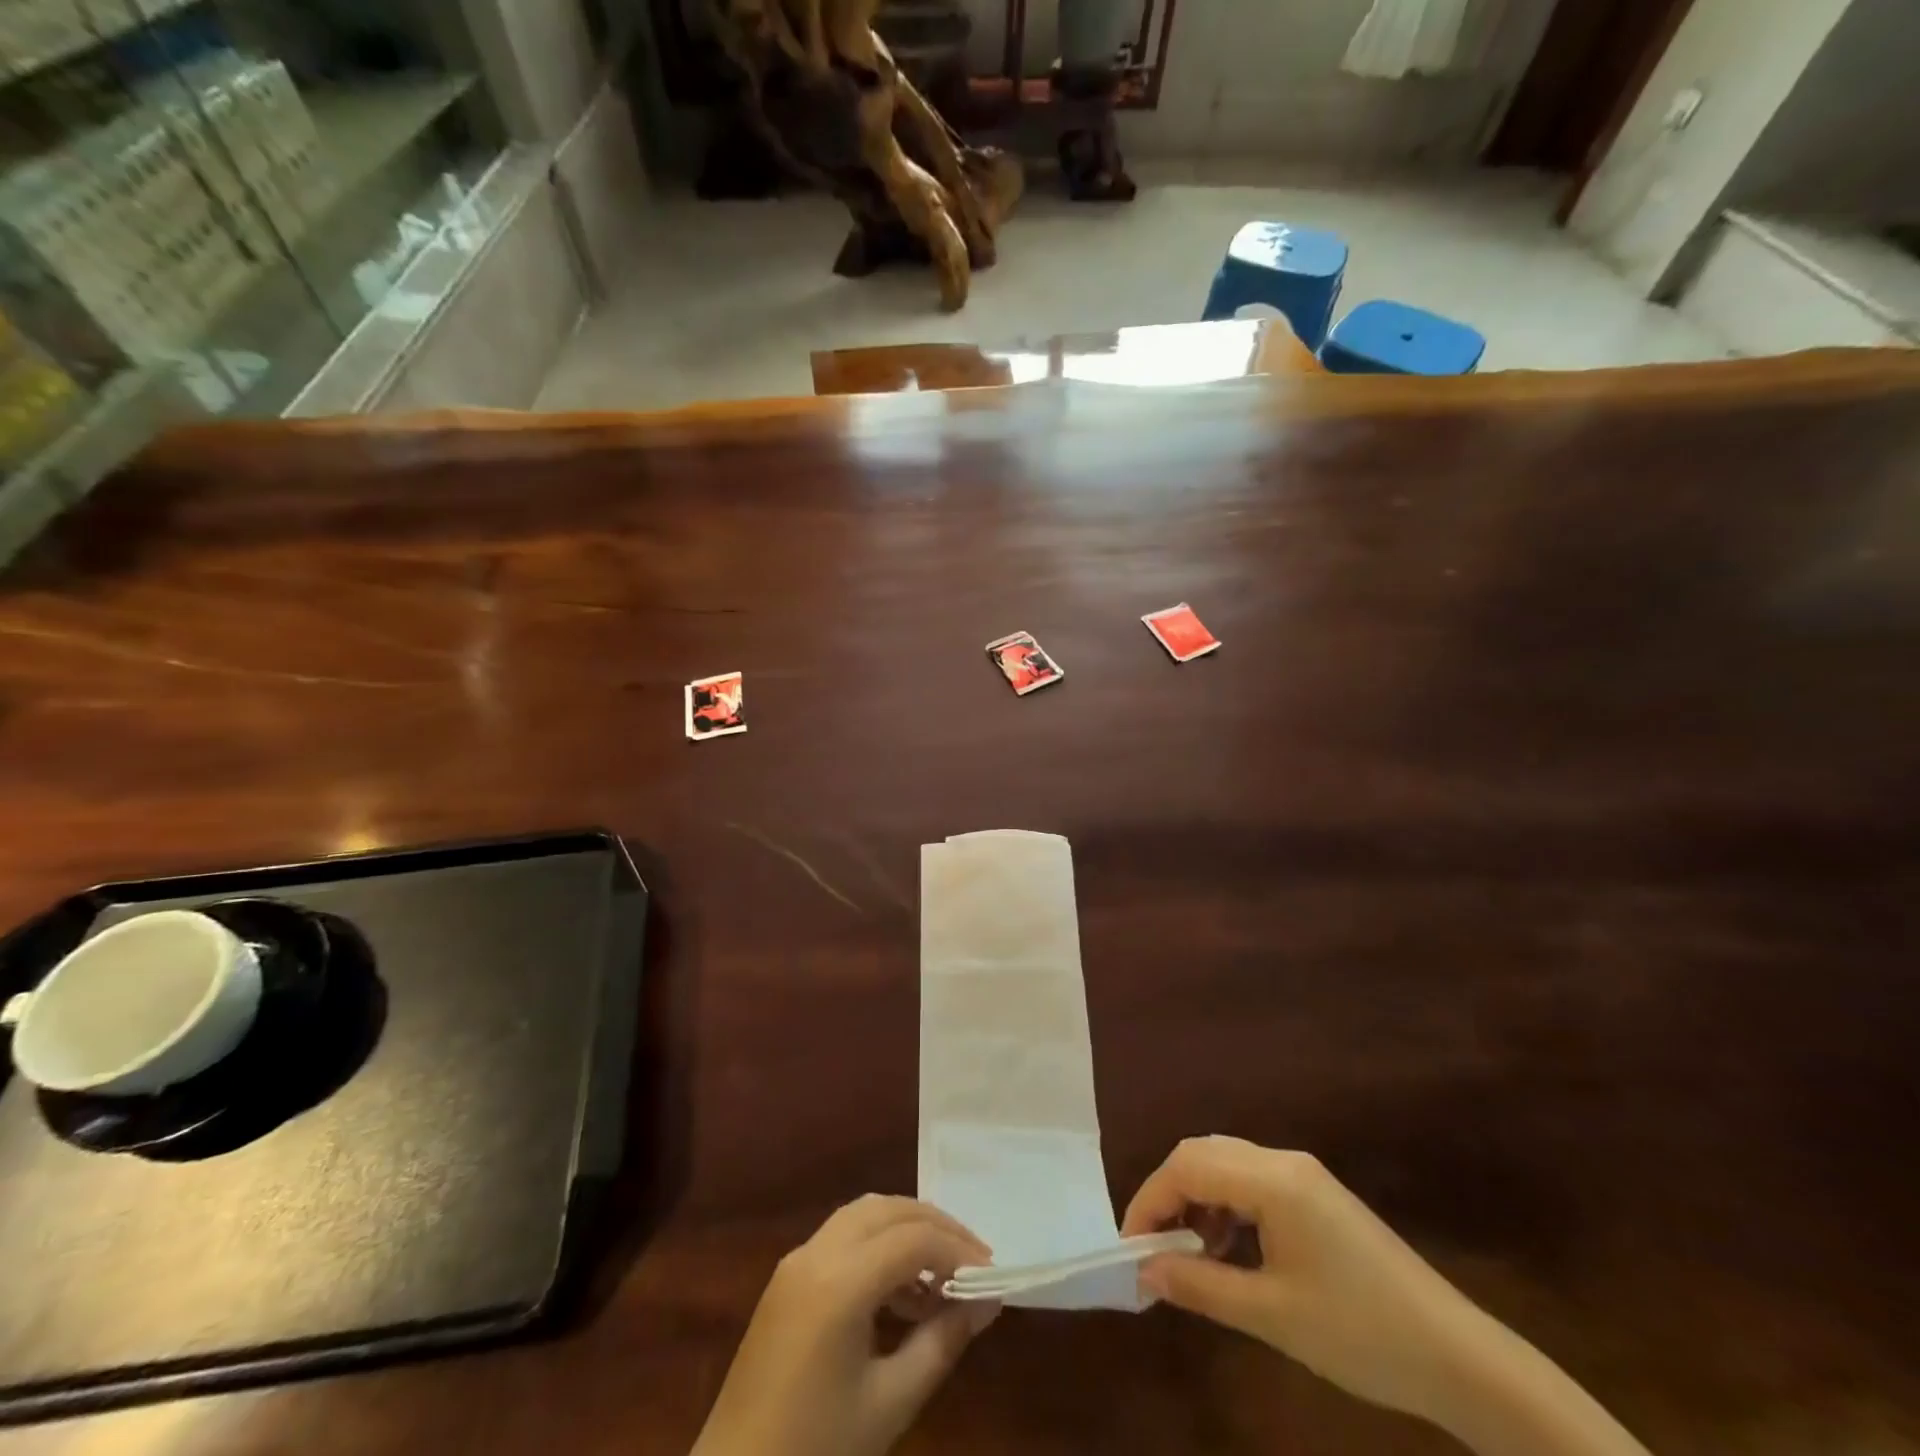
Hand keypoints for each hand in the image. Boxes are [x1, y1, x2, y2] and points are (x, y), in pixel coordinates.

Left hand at [691, 1196, 999, 1455]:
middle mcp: (816, 1253)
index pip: (913, 1239)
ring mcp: (796, 1262)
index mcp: (839, 1281)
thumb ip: (942, 1343)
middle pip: (888, 1210)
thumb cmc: (815, 1451)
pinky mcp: (787, 1279)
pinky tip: (901, 1293)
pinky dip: (878, 1247)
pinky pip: (843, 1238)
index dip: (958, 1250)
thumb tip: (986, 1303)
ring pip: (864, 1216)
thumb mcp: (890, 1403)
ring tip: (942, 1278)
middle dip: (935, 1227)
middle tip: (973, 1260)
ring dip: (906, 1231)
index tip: (992, 1275)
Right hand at [1121, 1137, 1492, 1427]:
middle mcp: (1284, 1161)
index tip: (1131, 1246)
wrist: (1459, 1359)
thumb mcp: (1272, 1315)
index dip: (1150, 1199)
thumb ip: (1201, 1285)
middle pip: (1204, 1154)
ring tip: (1190, 1253)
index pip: (1188, 1165)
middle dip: (1170, 1194)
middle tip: (1154, 1246)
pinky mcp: (1317, 1196)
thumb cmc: (1361, 1334)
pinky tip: (1229, 1250)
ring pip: (1226, 1165)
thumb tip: (1145, 1272)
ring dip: (1198, 1200)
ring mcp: (1304, 1176)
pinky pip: (1253, 1182)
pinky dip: (1227, 1207)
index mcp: (1273, 1179)